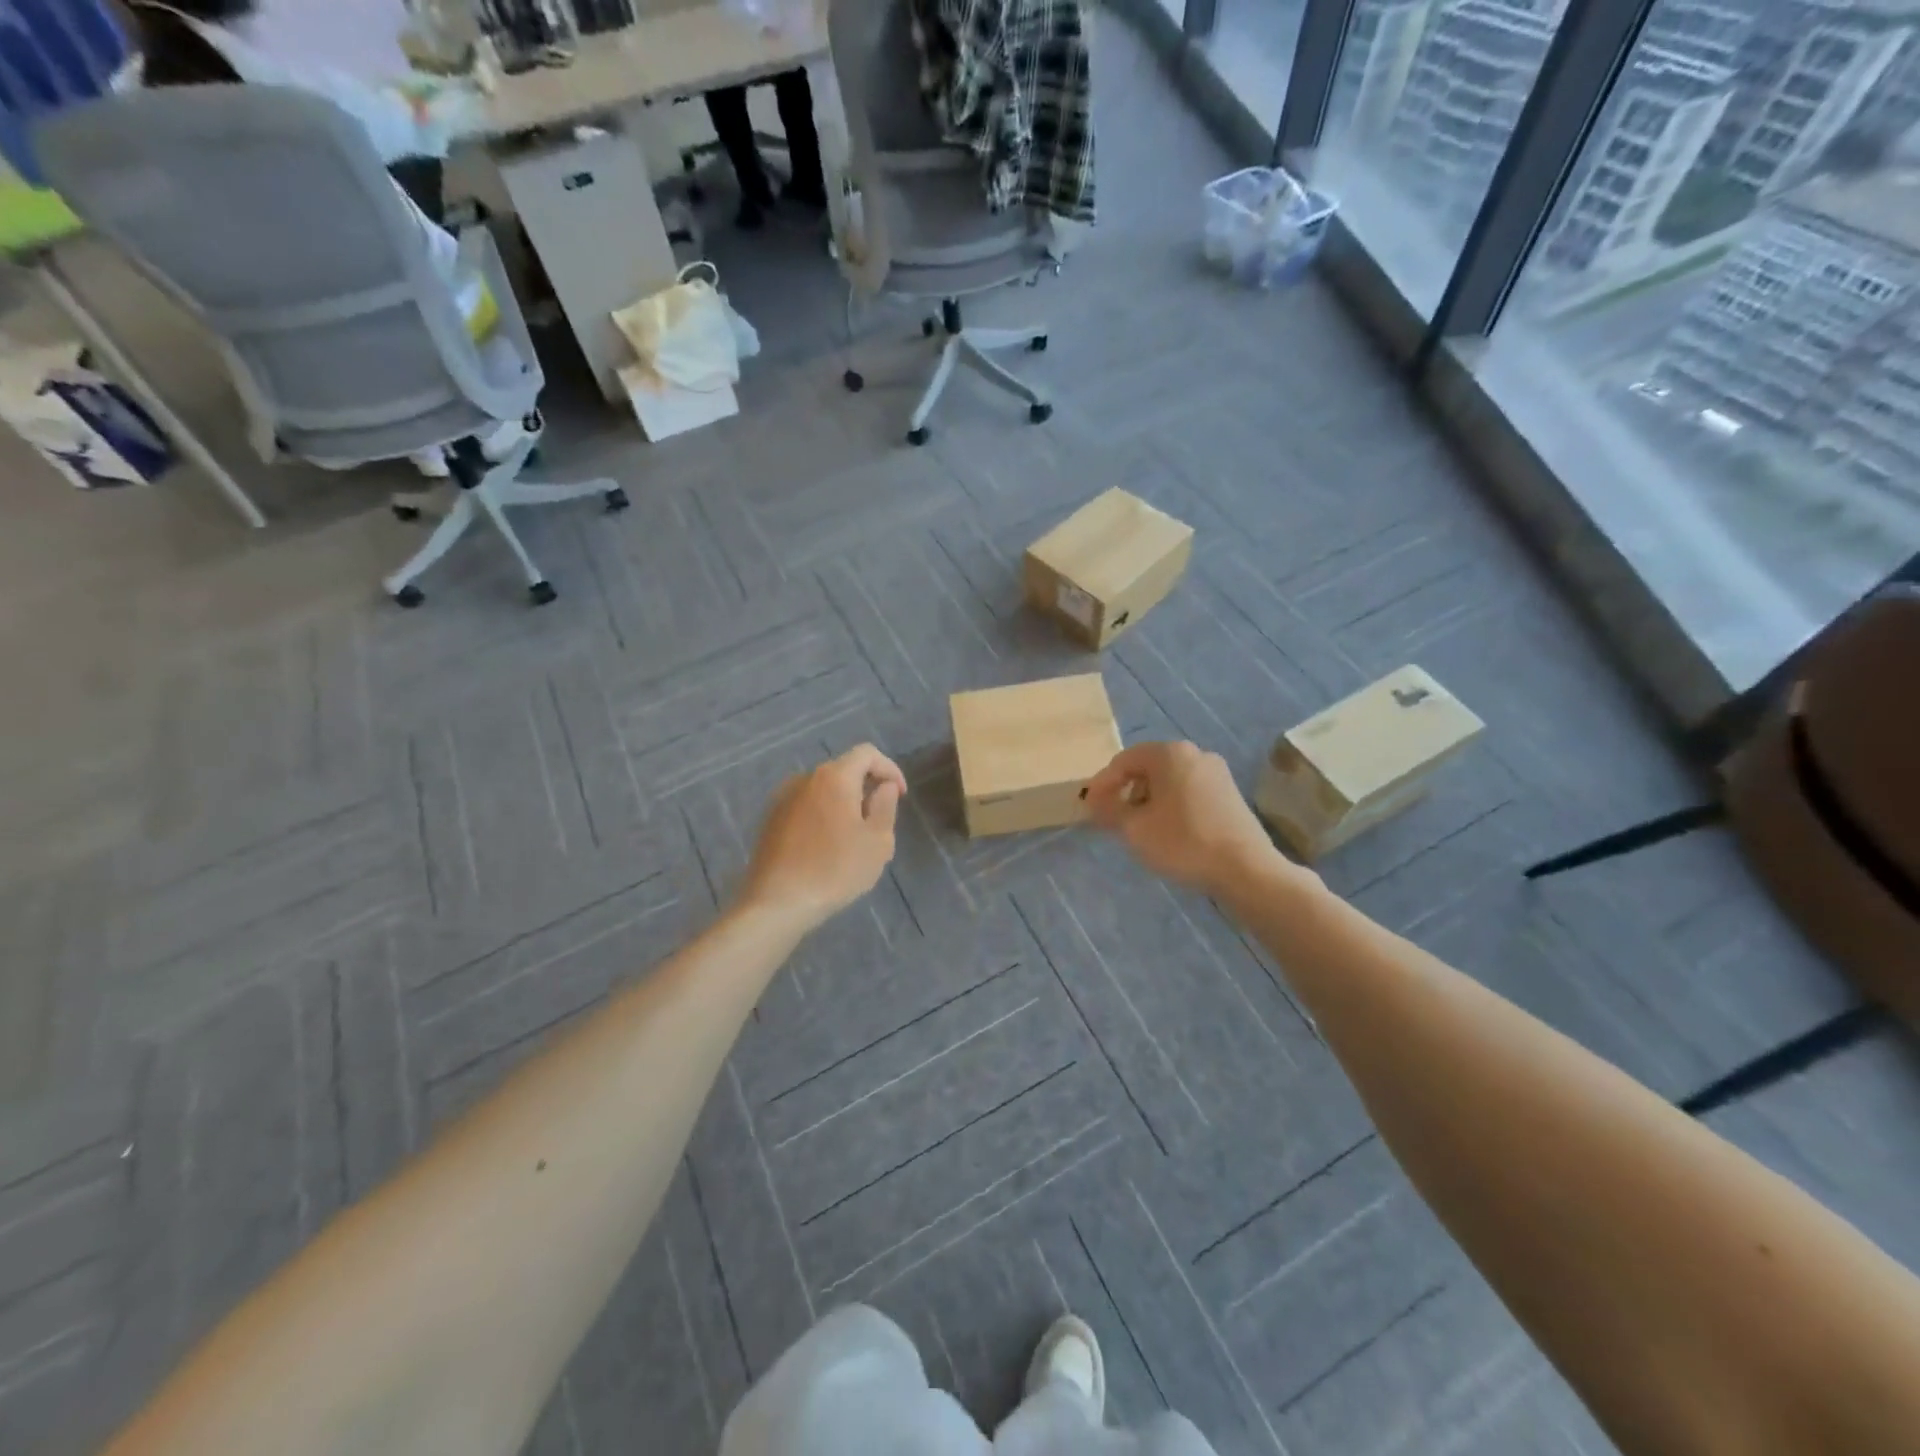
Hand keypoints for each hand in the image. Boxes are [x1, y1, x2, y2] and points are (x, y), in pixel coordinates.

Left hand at [740, 745, 905, 930]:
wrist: (777, 903)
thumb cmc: (835, 870)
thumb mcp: (877, 842)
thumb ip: (886, 806)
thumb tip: (885, 787)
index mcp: (834, 777)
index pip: (867, 754)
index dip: (889, 769)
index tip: (900, 795)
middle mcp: (805, 778)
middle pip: (844, 770)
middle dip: (866, 788)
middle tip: (880, 821)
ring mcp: (783, 797)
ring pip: (823, 789)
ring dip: (843, 803)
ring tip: (854, 837)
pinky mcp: (770, 819)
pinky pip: (805, 806)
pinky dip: (822, 815)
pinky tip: (826, 846)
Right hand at [1083, 742, 1282, 898]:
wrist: (1245, 869)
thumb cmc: (1183, 842)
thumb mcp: (1134, 829)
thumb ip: (1108, 810)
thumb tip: (1094, 800)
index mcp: (1169, 754)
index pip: (1123, 761)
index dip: (1102, 784)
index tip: (1090, 808)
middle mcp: (1194, 753)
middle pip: (1147, 768)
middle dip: (1126, 791)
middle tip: (1113, 818)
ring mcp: (1216, 772)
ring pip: (1169, 780)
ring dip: (1148, 799)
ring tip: (1140, 828)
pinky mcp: (1229, 793)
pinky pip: (1189, 791)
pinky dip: (1171, 805)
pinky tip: (1168, 831)